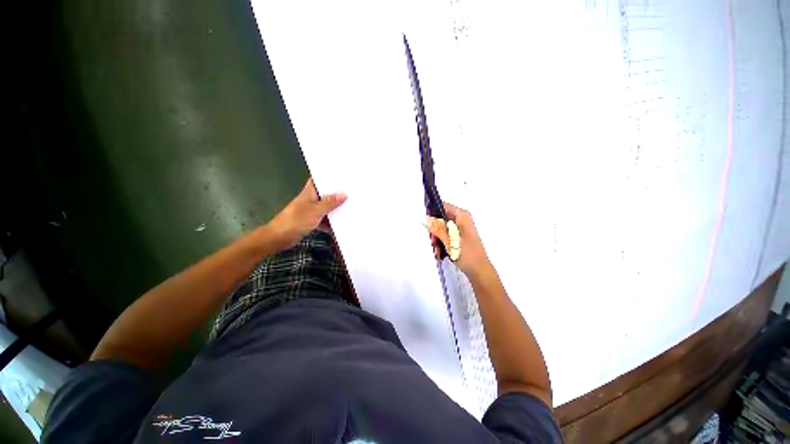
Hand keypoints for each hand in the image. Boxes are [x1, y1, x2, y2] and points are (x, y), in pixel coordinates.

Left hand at [266, 178, 346, 249]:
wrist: (279, 238)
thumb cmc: (296, 220)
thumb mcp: (316, 210)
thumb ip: (330, 203)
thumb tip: (344, 194)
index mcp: (309, 192)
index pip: (319, 179)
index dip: (330, 176)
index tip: (344, 175)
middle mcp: (311, 199)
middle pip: (326, 193)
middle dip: (337, 193)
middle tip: (353, 191)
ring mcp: (311, 210)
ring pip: (327, 207)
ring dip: (336, 209)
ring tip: (352, 206)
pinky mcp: (312, 221)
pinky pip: (325, 219)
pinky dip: (331, 222)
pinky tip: (342, 224)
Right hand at [424, 203, 491, 278]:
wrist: (479, 271)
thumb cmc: (467, 255)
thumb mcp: (449, 241)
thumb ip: (436, 228)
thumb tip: (424, 218)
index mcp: (462, 216)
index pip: (442, 206)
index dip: (432, 213)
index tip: (426, 224)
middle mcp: (461, 220)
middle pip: (441, 219)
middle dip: (434, 231)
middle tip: (433, 242)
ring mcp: (461, 229)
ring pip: (442, 229)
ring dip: (437, 240)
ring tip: (437, 251)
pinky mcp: (459, 237)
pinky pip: (446, 236)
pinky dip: (441, 244)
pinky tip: (440, 253)